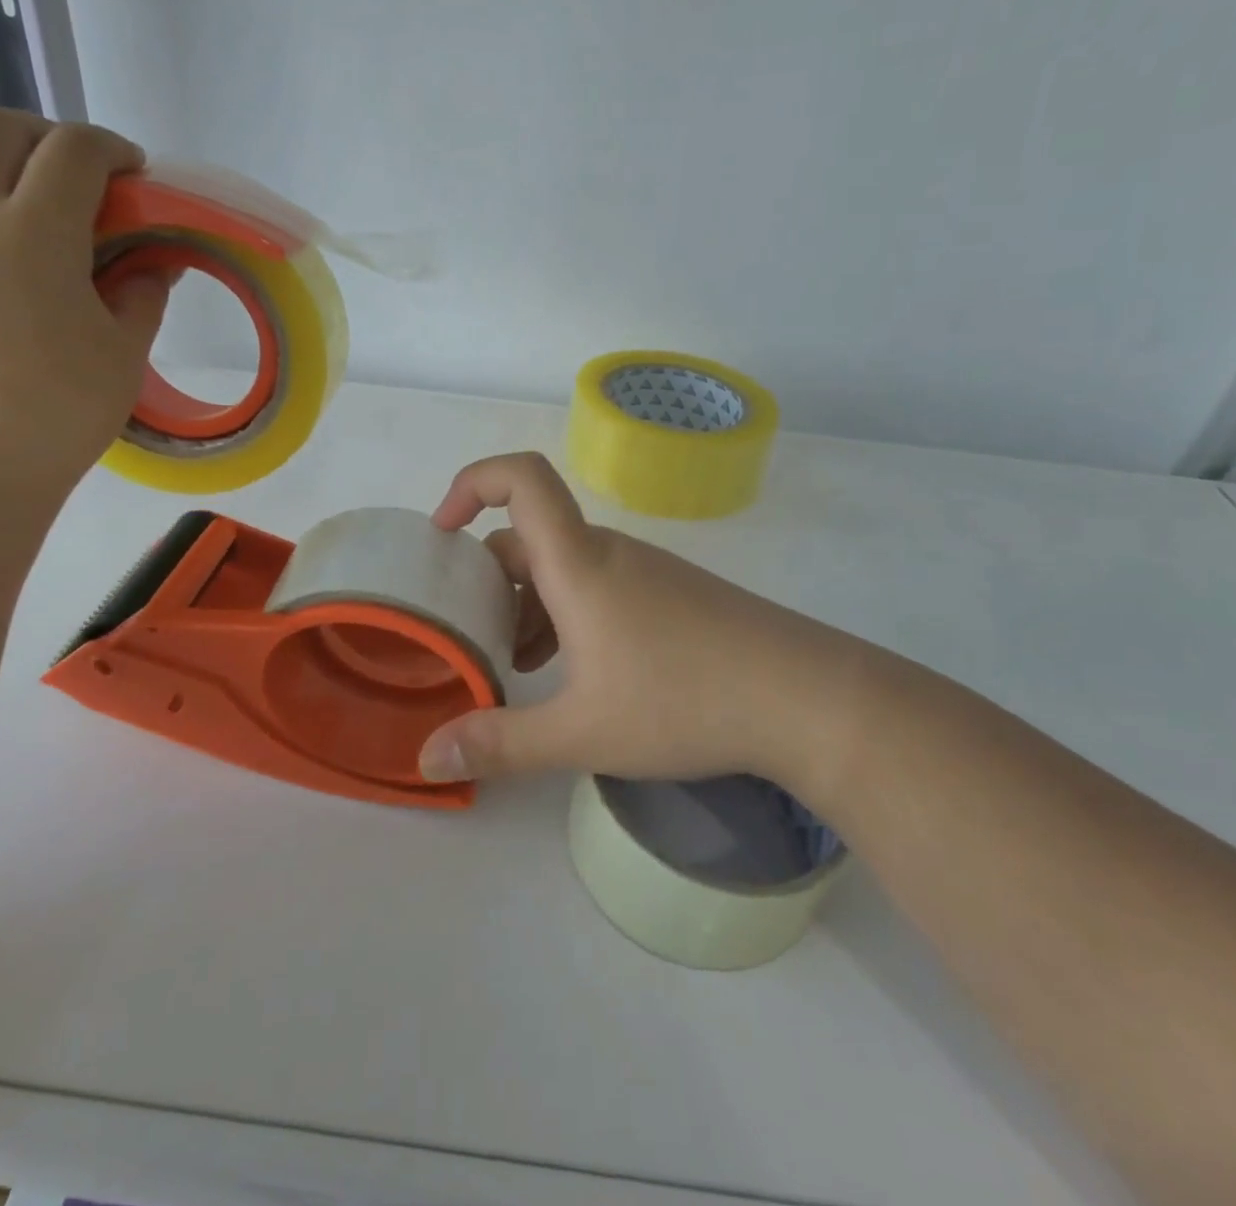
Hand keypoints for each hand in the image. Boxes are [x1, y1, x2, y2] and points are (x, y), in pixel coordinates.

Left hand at [0, 110, 169, 499]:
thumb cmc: (56, 415)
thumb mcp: (123, 356)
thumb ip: (142, 296)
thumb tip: (152, 263)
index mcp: (35, 232)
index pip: (75, 152)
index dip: (111, 148)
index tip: (130, 171)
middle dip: (46, 138)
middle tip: (74, 175)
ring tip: (2, 178)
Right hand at [415, 453, 878, 789]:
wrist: (807, 698)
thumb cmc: (686, 700)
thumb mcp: (582, 732)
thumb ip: (500, 744)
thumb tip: (428, 757)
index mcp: (578, 563)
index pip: (521, 479)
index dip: (472, 483)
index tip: (441, 533)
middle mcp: (607, 553)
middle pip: (529, 538)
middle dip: (488, 581)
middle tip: (470, 638)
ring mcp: (644, 572)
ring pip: (563, 569)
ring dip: (527, 606)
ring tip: (516, 669)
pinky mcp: (669, 595)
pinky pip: (597, 587)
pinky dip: (565, 616)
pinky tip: (571, 675)